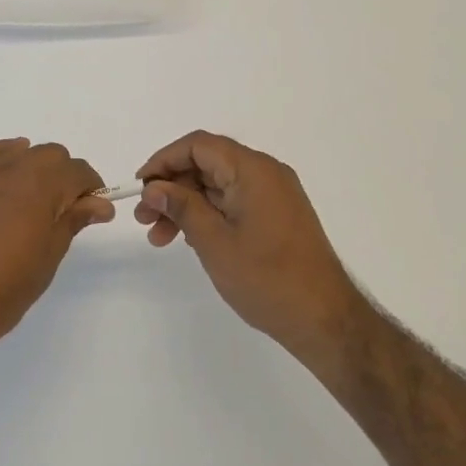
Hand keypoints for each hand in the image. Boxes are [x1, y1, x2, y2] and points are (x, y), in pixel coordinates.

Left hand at [0, 139, 113, 363]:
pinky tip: (3, 175)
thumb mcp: (45, 260)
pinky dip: (1, 158)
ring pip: (18, 152)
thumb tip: (98, 203)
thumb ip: (71, 223)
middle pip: (50, 155)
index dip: (91, 188)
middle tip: (65, 211)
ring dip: (34, 168)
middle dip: (65, 176)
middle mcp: (9, 169)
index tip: (93, 211)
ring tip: (32, 202)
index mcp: (39, 186)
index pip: (77, 171)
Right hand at [135, 131, 363, 363]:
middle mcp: (266, 173)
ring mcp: (274, 194)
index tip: (140, 187)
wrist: (325, 319)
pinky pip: (234, 201)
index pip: (198, 146)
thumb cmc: (267, 278)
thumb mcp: (214, 242)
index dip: (164, 161)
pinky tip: (190, 239)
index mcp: (253, 170)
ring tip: (159, 237)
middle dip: (172, 187)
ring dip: (186, 205)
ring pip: (218, 185)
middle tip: (143, 218)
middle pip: (207, 164)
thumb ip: (182, 208)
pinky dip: (208, 214)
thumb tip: (154, 188)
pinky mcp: (278, 215)